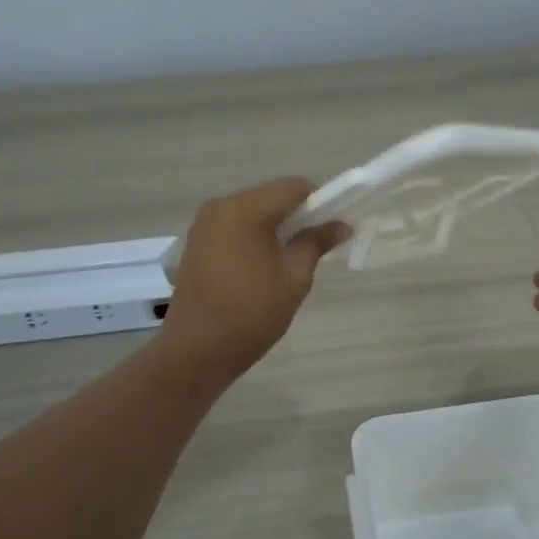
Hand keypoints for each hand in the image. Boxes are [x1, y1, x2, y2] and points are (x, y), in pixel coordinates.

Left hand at [160, 177, 350, 375]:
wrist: (196, 351)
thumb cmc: (251, 314)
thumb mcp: (294, 278)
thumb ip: (316, 243)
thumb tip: (341, 225)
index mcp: (244, 209)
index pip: (294, 187)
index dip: (321, 202)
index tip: (333, 229)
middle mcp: (220, 206)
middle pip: (271, 196)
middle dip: (298, 215)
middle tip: (317, 246)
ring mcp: (204, 224)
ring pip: (253, 211)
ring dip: (276, 226)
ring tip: (290, 260)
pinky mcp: (197, 242)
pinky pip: (235, 227)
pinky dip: (255, 236)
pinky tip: (263, 266)